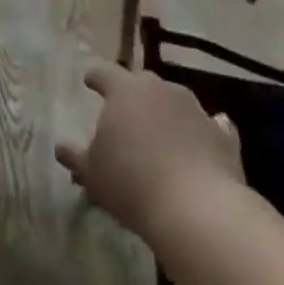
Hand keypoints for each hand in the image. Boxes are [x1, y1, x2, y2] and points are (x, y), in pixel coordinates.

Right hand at [55, 62, 244, 242]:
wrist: (199, 210)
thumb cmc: (132, 183)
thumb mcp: (92, 173)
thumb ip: (75, 156)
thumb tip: (60, 148)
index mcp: (124, 90)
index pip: (104, 74)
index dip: (95, 77)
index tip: (89, 81)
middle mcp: (160, 89)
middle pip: (141, 83)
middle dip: (132, 93)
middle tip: (124, 110)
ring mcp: (195, 109)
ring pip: (174, 100)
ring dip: (165, 111)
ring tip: (159, 130)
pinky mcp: (223, 135)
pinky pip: (208, 124)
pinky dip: (201, 129)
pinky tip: (200, 138)